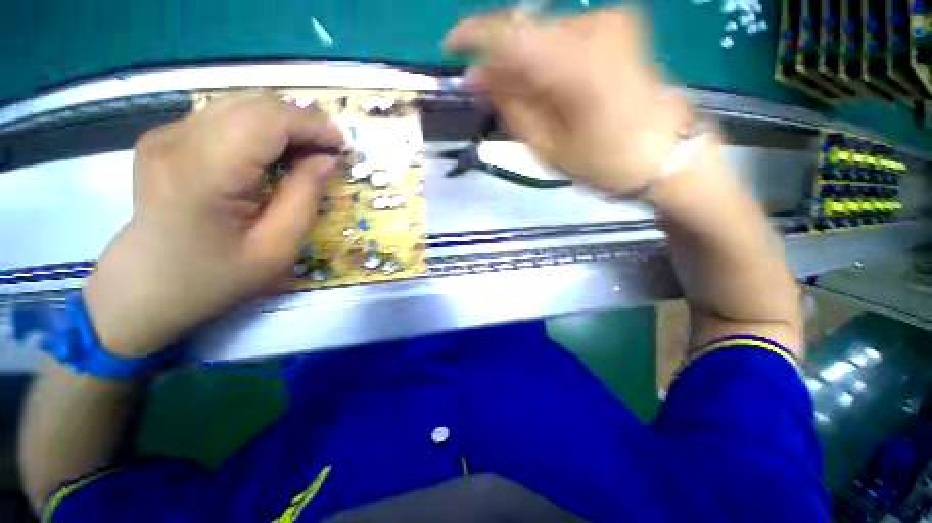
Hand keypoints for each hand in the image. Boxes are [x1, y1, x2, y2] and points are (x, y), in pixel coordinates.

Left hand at [83, 93, 343, 357]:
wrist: (142, 292)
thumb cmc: (213, 279)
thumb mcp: (276, 249)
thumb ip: (305, 198)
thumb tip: (326, 160)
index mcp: (204, 171)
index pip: (270, 119)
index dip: (314, 126)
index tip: (343, 148)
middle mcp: (177, 139)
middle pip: (255, 104)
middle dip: (303, 123)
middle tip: (329, 153)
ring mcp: (165, 135)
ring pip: (240, 105)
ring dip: (283, 125)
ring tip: (307, 154)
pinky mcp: (164, 140)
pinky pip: (223, 118)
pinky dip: (259, 130)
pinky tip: (272, 156)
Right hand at [444, 8, 691, 193]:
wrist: (665, 156)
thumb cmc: (603, 162)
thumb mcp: (546, 146)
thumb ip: (511, 106)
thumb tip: (478, 77)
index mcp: (575, 63)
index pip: (509, 32)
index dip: (473, 35)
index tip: (450, 47)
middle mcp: (594, 28)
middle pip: (526, 31)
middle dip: (499, 60)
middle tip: (484, 92)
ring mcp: (610, 23)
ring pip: (543, 35)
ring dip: (522, 64)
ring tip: (519, 100)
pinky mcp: (618, 28)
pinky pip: (564, 37)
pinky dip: (544, 60)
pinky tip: (544, 88)